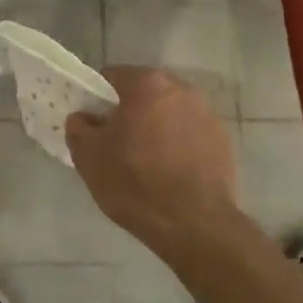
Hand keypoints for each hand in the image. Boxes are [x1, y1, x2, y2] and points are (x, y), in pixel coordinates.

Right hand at [65, 67, 240, 256]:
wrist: (193, 224)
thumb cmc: (135, 183)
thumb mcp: (89, 157)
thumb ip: (79, 127)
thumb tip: (84, 118)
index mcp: (147, 84)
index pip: (112, 77)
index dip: (97, 98)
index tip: (93, 123)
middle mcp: (181, 89)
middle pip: (144, 93)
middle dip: (129, 112)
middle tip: (116, 143)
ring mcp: (207, 114)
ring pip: (169, 113)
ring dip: (156, 128)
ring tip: (146, 162)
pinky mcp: (222, 140)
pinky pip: (190, 134)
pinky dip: (179, 145)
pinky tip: (171, 173)